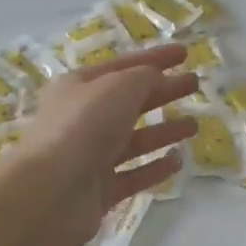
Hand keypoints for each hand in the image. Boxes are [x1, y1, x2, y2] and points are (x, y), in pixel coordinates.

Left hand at [3, 45, 199, 245]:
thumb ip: (143, 78)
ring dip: (163, 130)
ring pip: (134, 139)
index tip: (185, 53)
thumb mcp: (117, 88)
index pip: (123, 66)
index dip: (154, 58)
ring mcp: (90, 157)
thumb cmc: (83, 127)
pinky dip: (155, 167)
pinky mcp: (100, 190)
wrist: (50, 193)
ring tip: (195, 125)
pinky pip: (134, 174)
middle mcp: (82, 119)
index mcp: (79, 87)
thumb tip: (156, 78)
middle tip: (195, 84)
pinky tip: (178, 160)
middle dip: (162, 91)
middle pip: (130, 101)